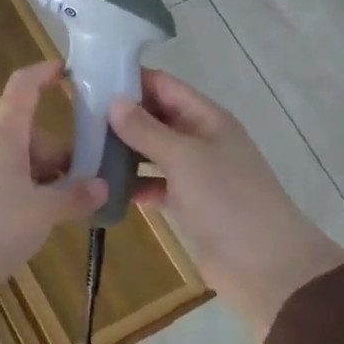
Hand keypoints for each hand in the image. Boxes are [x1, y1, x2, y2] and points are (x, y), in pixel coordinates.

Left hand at [0, 62, 106, 284]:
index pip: (23, 87)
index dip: (44, 74)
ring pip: (16, 161)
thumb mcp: (43, 212)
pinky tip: (36, 220)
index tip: (66, 69)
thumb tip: (100, 186)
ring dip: (41, 177)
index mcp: (5, 136)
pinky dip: (22, 192)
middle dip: (57, 154)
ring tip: (64, 207)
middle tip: (82, 182)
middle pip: (27, 134)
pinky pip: (1, 183)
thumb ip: (74, 197)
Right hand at [109, 69, 343, 341]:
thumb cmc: (227, 199)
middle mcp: (200, 139)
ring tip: (83, 149)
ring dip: (123, 151)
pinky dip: (134, 185)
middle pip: (156, 117)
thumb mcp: (184, 157)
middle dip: (121, 116)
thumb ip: (146, 129)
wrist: (266, 264)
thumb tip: (113, 100)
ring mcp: (194, 173)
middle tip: (77, 117)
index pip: (164, 86)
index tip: (90, 80)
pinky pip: (154, 184)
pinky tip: (105, 188)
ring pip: (152, 152)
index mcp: (207, 118)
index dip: (131, 79)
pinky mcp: (188, 203)